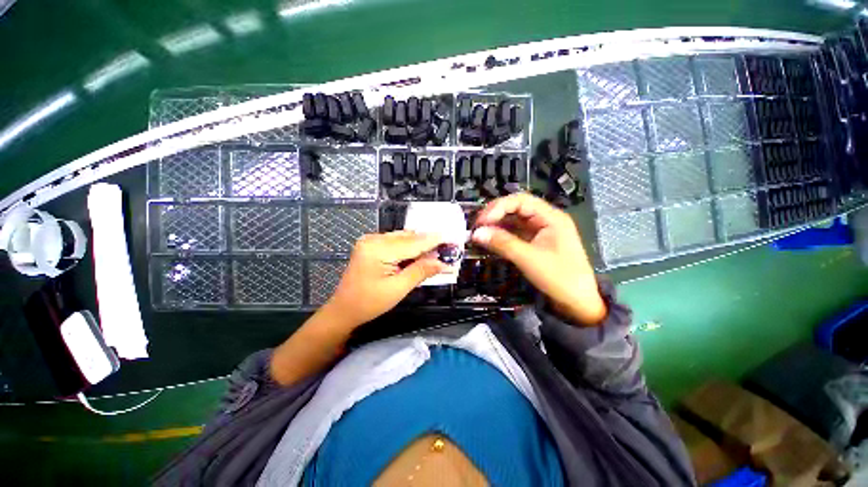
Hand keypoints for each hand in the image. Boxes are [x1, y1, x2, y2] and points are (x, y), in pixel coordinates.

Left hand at [324, 231, 448, 326]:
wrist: (344, 310)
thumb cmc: (369, 303)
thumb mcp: (398, 289)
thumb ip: (421, 271)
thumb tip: (443, 263)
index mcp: (377, 249)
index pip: (413, 242)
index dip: (434, 241)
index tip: (452, 239)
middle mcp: (373, 239)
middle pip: (408, 237)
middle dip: (428, 243)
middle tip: (446, 250)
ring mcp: (370, 240)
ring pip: (403, 238)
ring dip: (419, 245)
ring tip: (435, 254)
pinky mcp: (371, 245)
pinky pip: (395, 242)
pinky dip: (409, 247)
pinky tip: (418, 255)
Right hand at [471, 194, 605, 324]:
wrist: (578, 303)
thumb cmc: (559, 278)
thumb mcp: (529, 259)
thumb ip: (502, 243)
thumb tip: (477, 233)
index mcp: (551, 217)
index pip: (521, 201)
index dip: (499, 207)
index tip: (482, 221)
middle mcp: (546, 219)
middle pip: (517, 208)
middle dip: (496, 214)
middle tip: (477, 226)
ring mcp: (540, 231)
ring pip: (514, 220)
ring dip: (497, 224)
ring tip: (480, 232)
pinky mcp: (535, 242)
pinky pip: (515, 232)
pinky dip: (502, 234)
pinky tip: (490, 239)